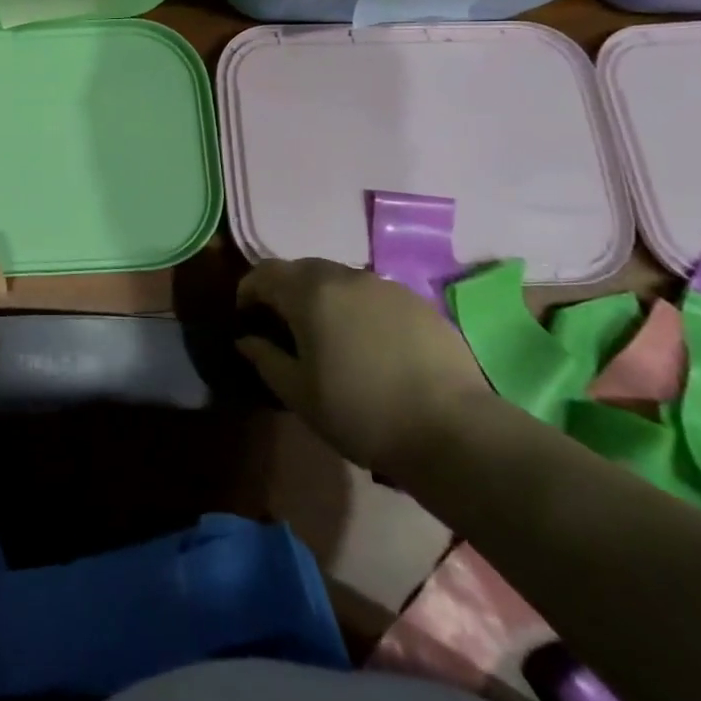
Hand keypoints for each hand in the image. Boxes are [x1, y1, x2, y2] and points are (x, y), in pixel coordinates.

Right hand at [236, 258, 487, 474]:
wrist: (453, 431)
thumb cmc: (361, 413)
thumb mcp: (299, 394)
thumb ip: (265, 359)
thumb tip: (247, 340)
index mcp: (309, 293)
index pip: (264, 273)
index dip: (248, 290)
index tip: (247, 318)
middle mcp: (345, 276)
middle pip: (302, 269)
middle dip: (285, 291)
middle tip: (285, 326)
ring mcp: (385, 286)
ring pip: (340, 279)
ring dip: (323, 297)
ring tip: (329, 335)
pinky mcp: (418, 302)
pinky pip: (373, 294)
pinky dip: (359, 308)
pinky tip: (370, 344)